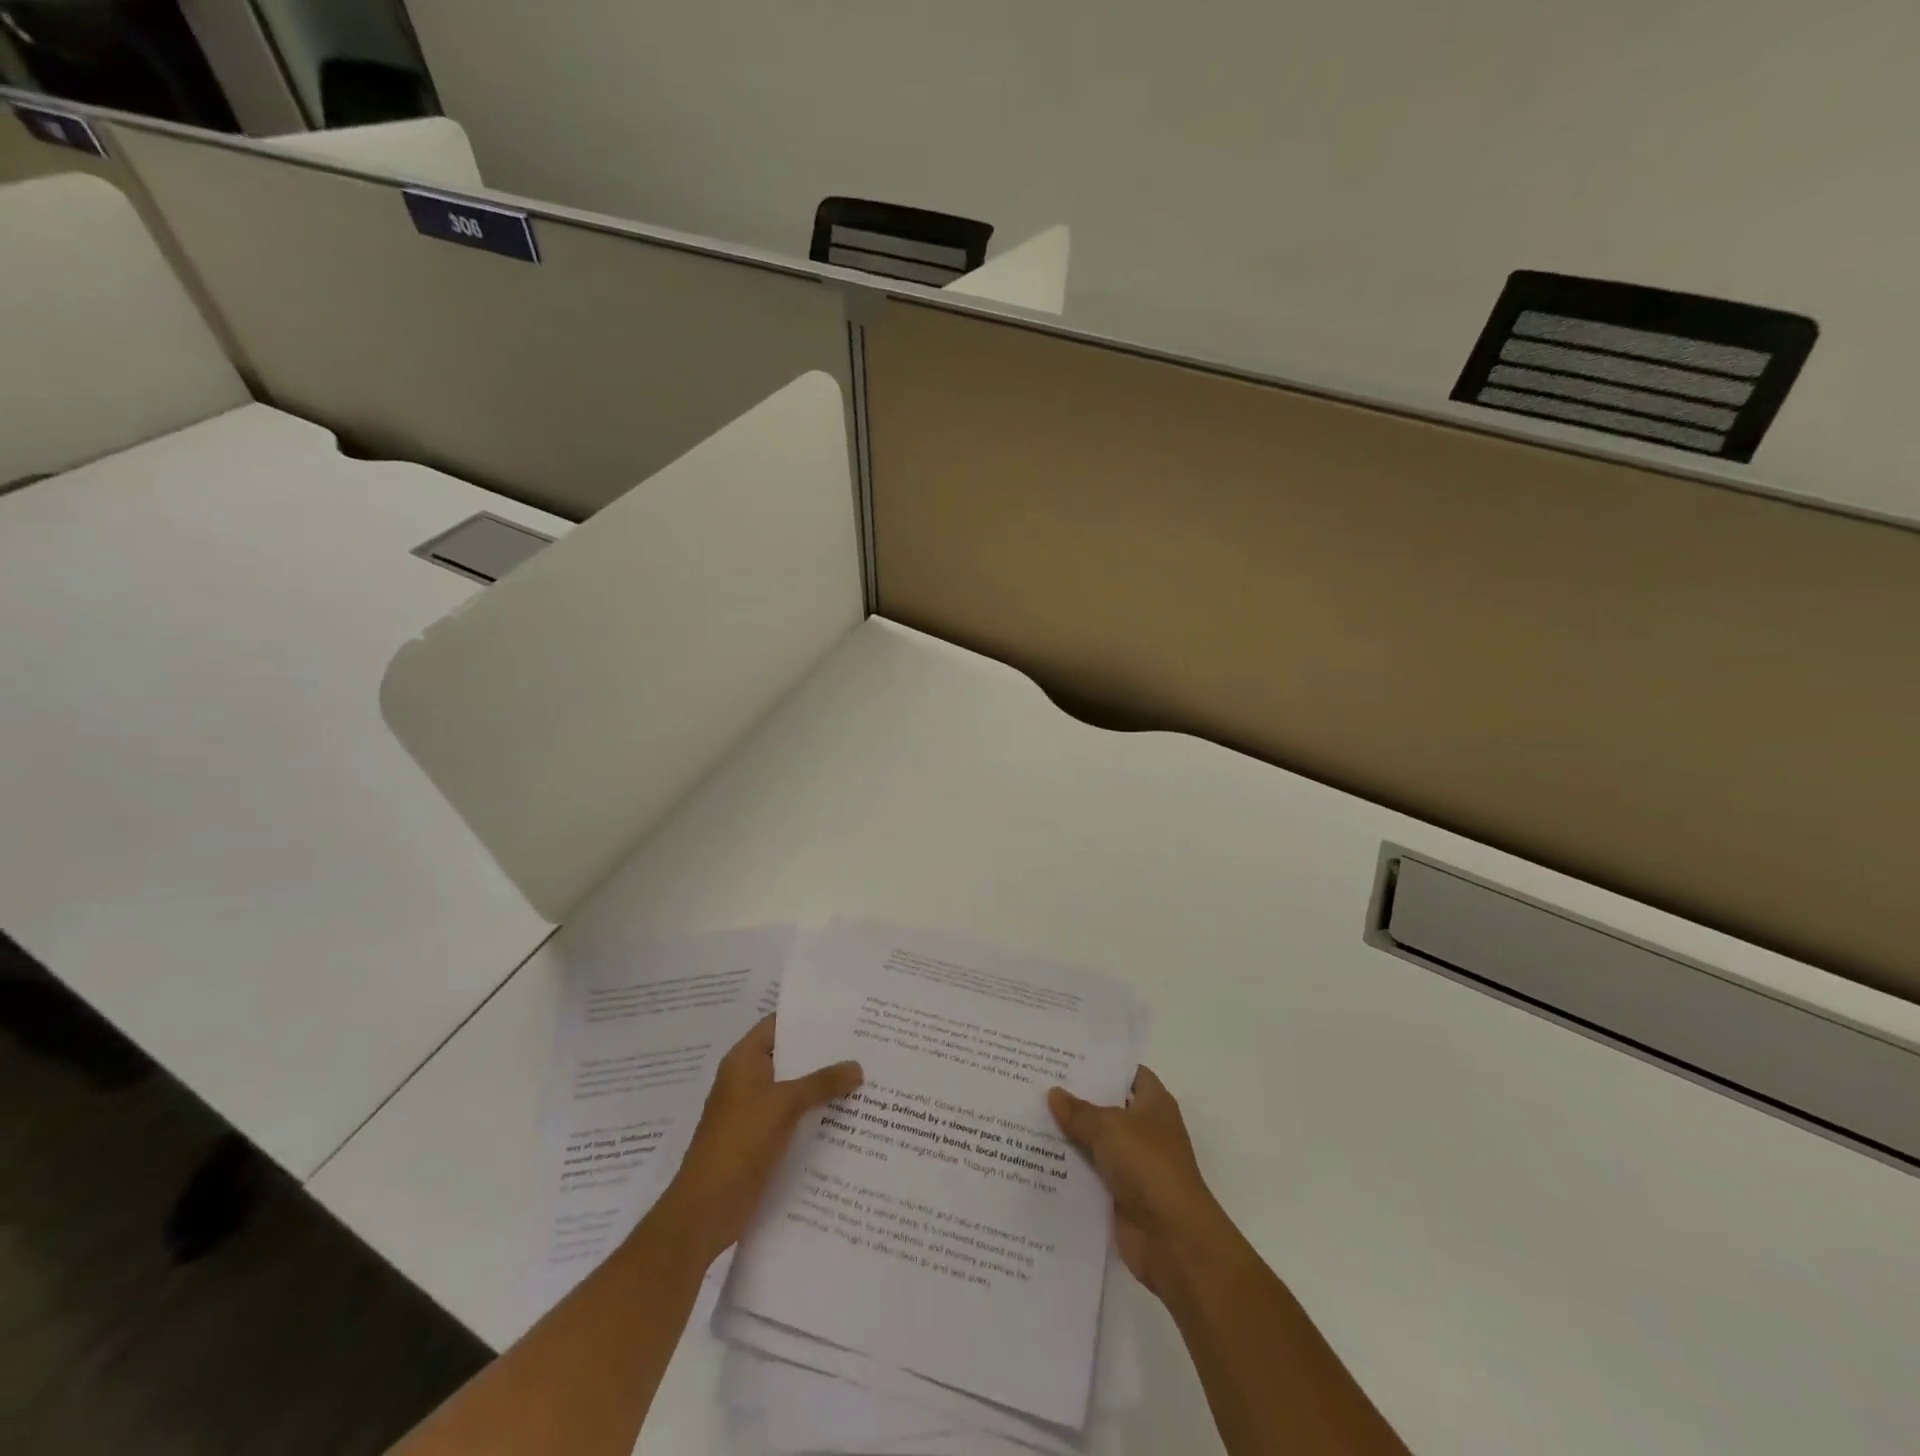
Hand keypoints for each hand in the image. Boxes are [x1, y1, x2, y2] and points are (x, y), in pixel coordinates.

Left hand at [655, 1015, 861, 1266]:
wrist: (706, 1210)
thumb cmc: (739, 1142)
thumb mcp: (784, 1104)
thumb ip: (822, 1082)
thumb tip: (858, 1066)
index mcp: (744, 1061)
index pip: (778, 1024)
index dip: (808, 1017)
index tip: (844, 1014)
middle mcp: (748, 1080)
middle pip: (790, 1057)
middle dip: (823, 1053)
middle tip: (864, 1044)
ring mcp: (754, 1111)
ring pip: (794, 1089)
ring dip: (823, 1086)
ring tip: (864, 1076)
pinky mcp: (762, 1140)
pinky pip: (794, 1117)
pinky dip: (815, 1114)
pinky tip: (847, 1116)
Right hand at [1048, 1067, 1231, 1301]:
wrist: (1172, 1238)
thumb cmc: (1148, 1166)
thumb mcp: (1109, 1128)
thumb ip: (1079, 1111)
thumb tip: (1054, 1092)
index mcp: (1154, 1103)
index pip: (1128, 1073)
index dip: (1101, 1064)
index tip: (1067, 1055)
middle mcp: (1146, 1129)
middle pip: (1108, 1106)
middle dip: (1077, 1097)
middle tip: (1039, 1081)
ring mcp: (1134, 1163)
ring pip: (1096, 1140)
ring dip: (1070, 1133)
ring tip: (1030, 1113)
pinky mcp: (1121, 1193)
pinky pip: (1091, 1171)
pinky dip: (1071, 1166)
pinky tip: (1039, 1155)